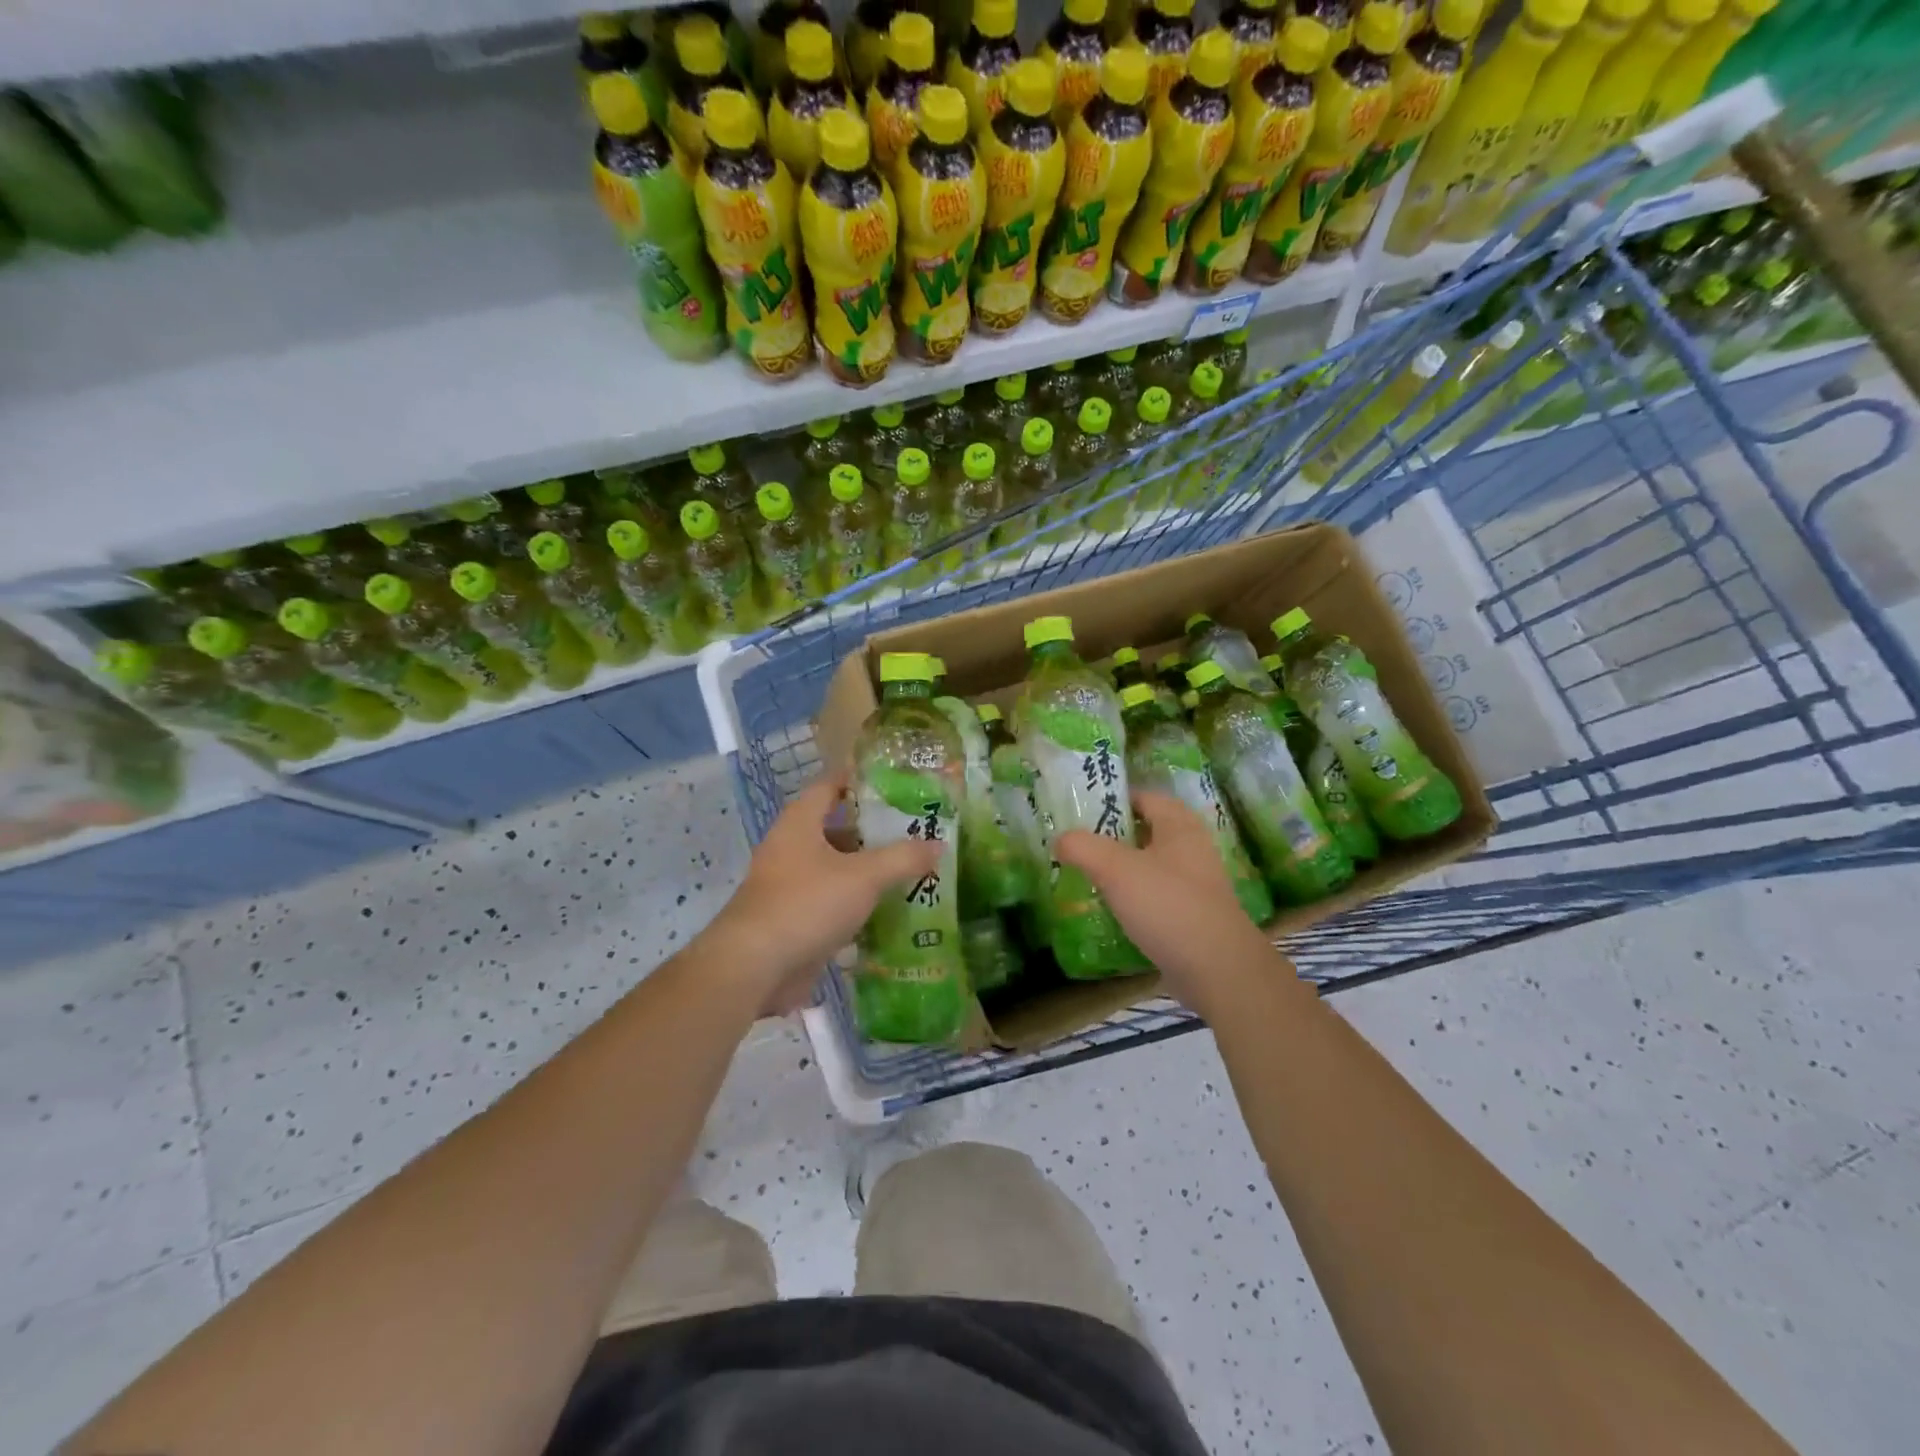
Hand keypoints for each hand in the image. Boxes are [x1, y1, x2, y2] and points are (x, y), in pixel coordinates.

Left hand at [700, 770, 941, 1015]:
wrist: (754, 966)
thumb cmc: (807, 904)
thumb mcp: (864, 877)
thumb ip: (903, 858)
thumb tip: (938, 844)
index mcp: (800, 823)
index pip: (829, 785)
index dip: (858, 779)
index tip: (893, 780)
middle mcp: (790, 848)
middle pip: (835, 828)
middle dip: (872, 831)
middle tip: (912, 830)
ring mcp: (788, 886)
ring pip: (834, 868)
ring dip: (866, 870)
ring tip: (909, 869)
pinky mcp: (792, 919)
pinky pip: (830, 902)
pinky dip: (855, 903)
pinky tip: (887, 911)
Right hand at [1056, 789, 1289, 1015]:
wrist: (1218, 969)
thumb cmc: (1168, 905)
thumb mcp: (1116, 869)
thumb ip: (1083, 847)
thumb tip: (1060, 839)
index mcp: (1179, 826)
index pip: (1145, 797)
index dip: (1114, 798)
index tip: (1081, 810)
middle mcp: (1192, 848)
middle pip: (1148, 831)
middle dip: (1114, 835)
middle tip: (1079, 844)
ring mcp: (1196, 884)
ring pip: (1152, 865)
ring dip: (1124, 868)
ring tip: (1089, 876)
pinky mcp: (1194, 915)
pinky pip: (1158, 896)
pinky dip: (1135, 898)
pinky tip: (1113, 910)